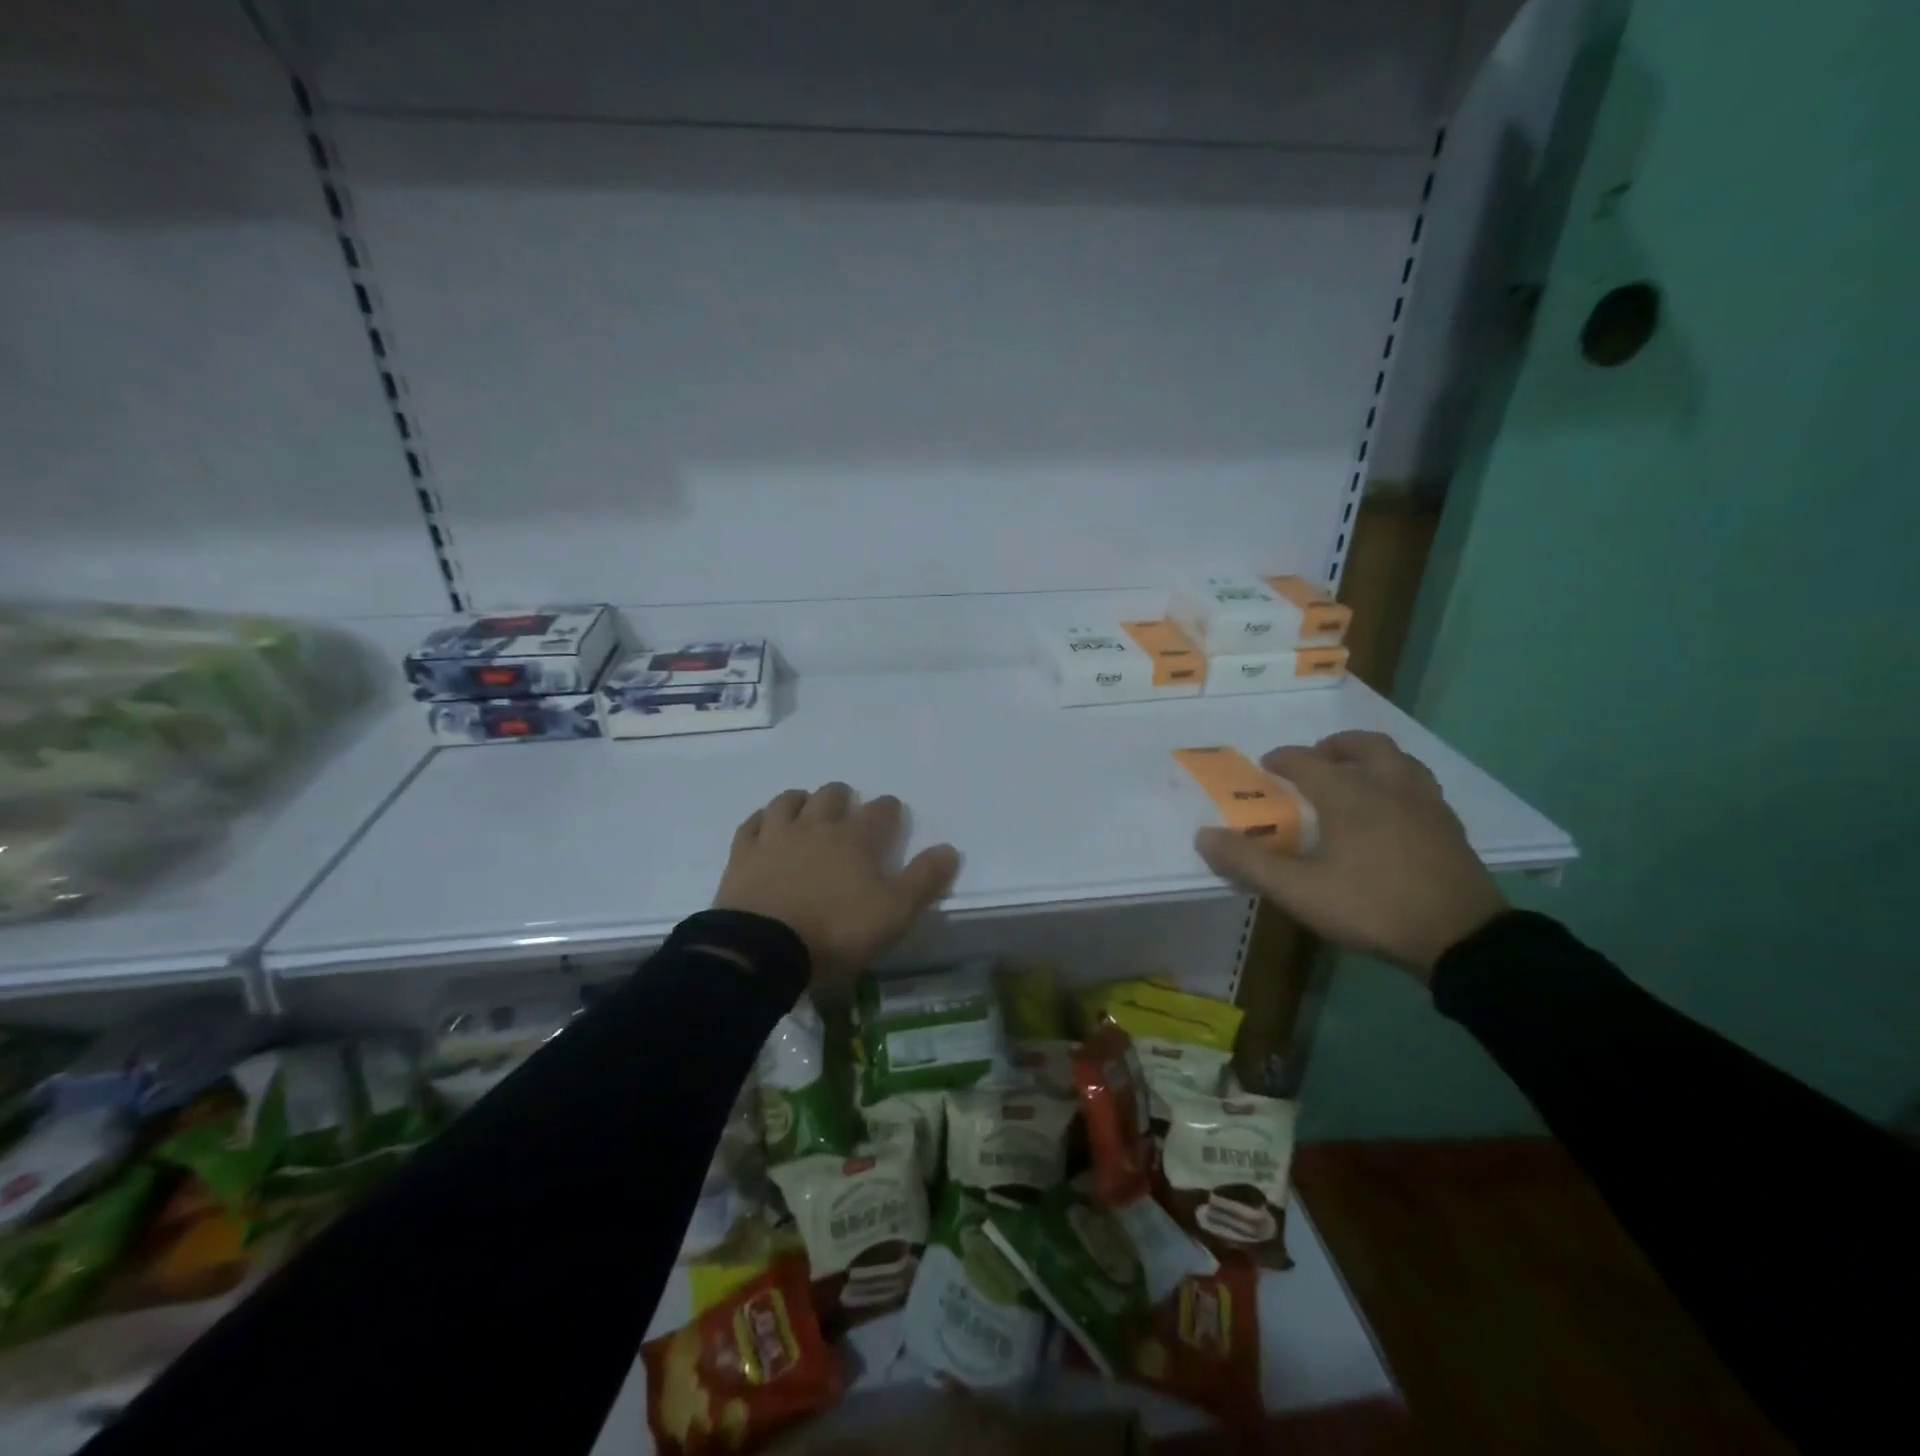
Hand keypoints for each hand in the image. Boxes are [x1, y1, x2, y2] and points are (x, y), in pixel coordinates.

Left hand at [712, 783, 960, 992]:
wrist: (763, 948)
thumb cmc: (836, 930)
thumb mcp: (894, 912)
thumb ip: (924, 879)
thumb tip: (950, 849)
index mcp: (855, 839)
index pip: (880, 811)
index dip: (889, 809)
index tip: (892, 812)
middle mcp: (816, 826)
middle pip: (832, 796)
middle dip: (843, 797)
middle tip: (847, 807)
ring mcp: (775, 837)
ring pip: (789, 801)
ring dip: (802, 799)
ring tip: (807, 806)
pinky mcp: (742, 854)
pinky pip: (752, 823)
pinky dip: (762, 818)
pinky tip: (765, 823)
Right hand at [1193, 731, 1506, 980]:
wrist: (1461, 939)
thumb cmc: (1371, 907)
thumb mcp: (1299, 892)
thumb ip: (1248, 862)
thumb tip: (1204, 836)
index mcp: (1349, 794)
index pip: (1306, 761)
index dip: (1282, 759)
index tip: (1266, 767)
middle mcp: (1388, 786)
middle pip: (1363, 746)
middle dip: (1335, 746)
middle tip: (1317, 760)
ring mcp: (1425, 804)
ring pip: (1399, 760)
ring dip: (1371, 758)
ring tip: (1356, 776)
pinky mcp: (1449, 826)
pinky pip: (1420, 785)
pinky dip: (1398, 782)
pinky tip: (1392, 810)